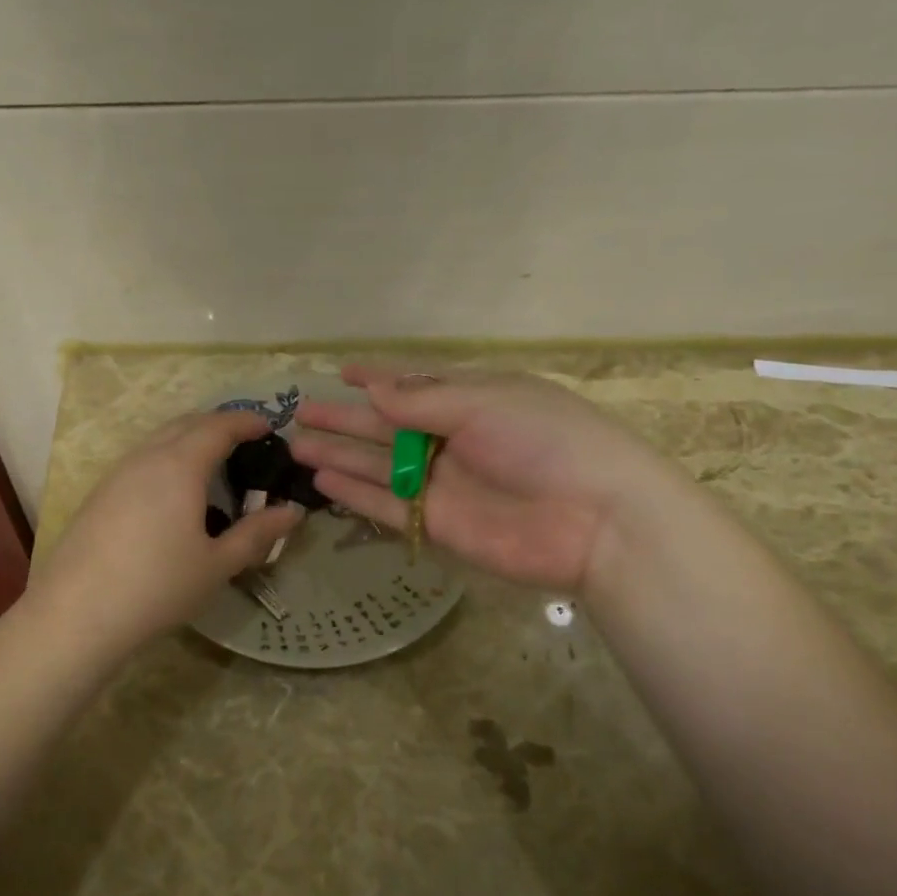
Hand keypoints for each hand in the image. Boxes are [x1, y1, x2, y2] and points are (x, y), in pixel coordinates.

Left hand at [23, 410, 304, 661]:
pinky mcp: (98, 494)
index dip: (247, 421)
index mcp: (179, 465)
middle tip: (244, 445)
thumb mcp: (217, 564)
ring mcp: (116, 473)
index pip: (219, 426)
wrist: (77, 613)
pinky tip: (171, 495)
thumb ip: (257, 534)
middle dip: (218, 426)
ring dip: (189, 441)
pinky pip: (140, 460)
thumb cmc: (158, 586)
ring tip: (211, 468)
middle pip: (186, 424)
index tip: (269, 428)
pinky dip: (166, 459)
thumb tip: (292, 512)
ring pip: (159, 440)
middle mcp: (146, 457)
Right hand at [288, 365, 686, 592]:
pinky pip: (387, 505)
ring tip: (297, 446)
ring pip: (379, 466)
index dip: (378, 377)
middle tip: (301, 413)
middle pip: (386, 426)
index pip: (414, 385)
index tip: (341, 371)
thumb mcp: (486, 404)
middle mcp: (453, 440)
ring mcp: (443, 484)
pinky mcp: (437, 524)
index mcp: (473, 400)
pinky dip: (355, 494)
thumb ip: (423, 402)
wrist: (598, 522)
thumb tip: (373, 391)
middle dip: (345, 420)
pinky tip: (323, 482)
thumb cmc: (547, 443)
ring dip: (340, 455)